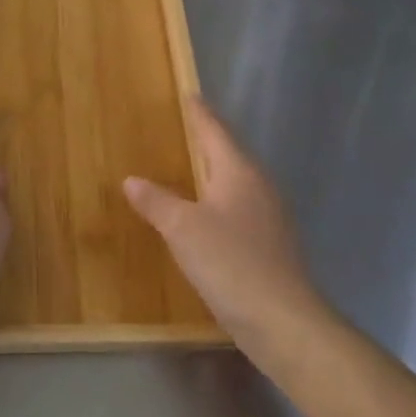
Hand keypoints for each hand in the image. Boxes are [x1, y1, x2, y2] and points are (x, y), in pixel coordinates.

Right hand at [123, 96, 328, 357]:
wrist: (283, 321)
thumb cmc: (230, 263)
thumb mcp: (182, 229)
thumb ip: (157, 201)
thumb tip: (132, 180)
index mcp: (239, 172)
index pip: (216, 131)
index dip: (200, 113)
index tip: (189, 95)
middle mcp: (259, 187)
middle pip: (229, 154)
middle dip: (206, 141)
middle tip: (180, 129)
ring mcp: (269, 217)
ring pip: (235, 183)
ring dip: (212, 173)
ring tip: (187, 168)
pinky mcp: (270, 245)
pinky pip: (238, 209)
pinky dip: (218, 202)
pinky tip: (204, 216)